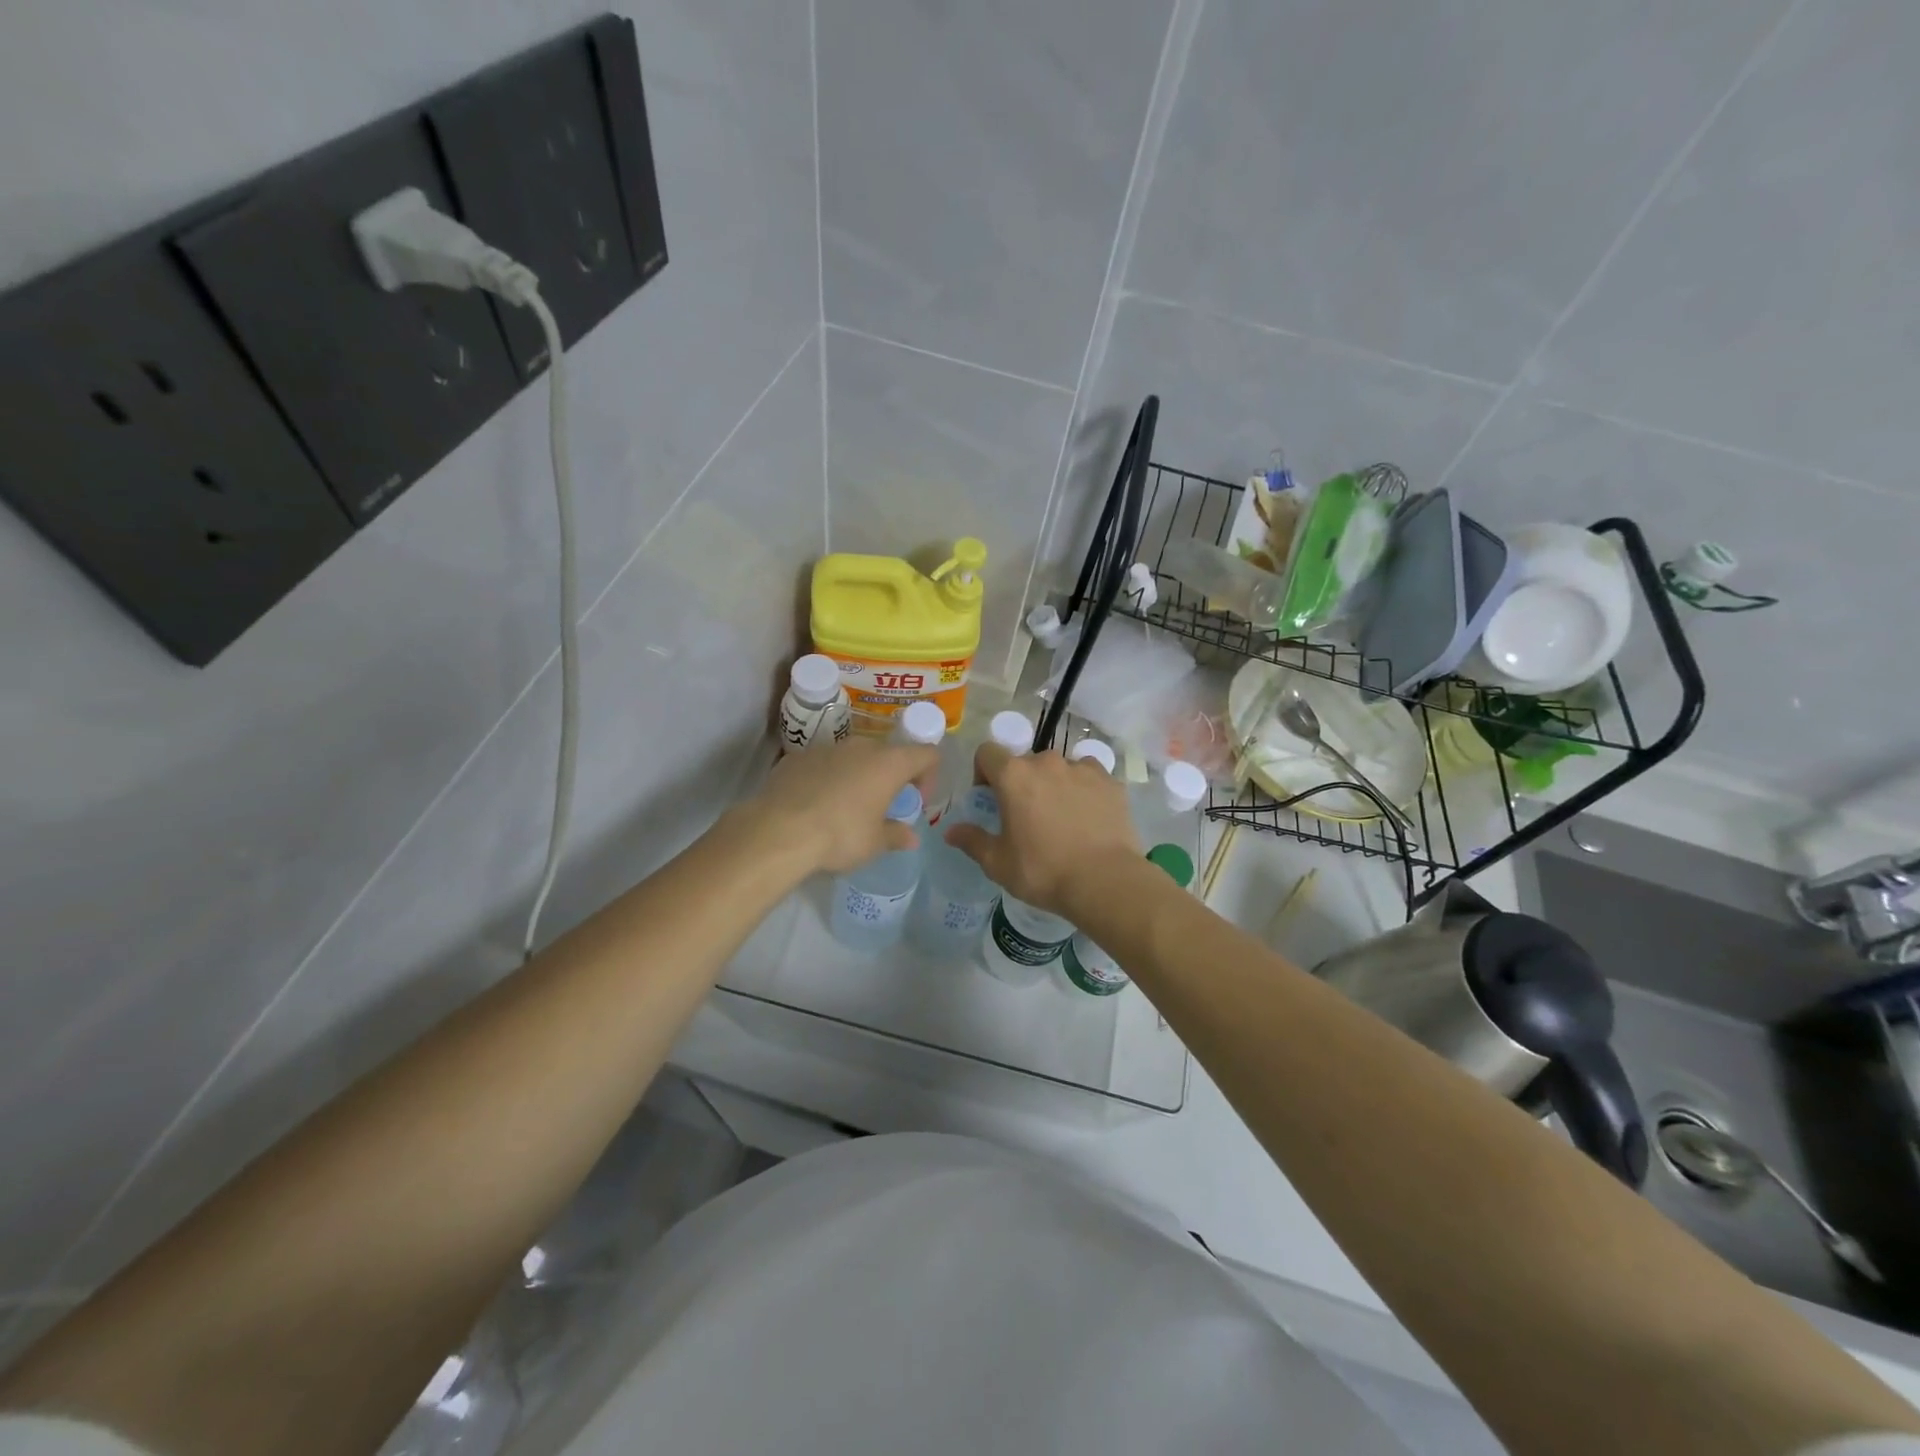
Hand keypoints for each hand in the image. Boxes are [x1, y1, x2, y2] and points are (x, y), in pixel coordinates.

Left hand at [735, 738, 939, 876]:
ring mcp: (826, 748)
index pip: (926, 754)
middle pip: (888, 753)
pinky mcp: (797, 757)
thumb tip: (911, 837)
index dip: (929, 775)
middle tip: (882, 805)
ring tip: (846, 807)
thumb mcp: (874, 843)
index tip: (916, 801)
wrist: (779, 831)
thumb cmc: (840, 835)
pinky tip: (815, 805)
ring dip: (857, 776)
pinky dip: (826, 779)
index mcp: (889, 763)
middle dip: (890, 776)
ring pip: (853, 757)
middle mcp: (861, 747)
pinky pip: (822, 764)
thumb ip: (896, 835)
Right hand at [944, 743, 1139, 915]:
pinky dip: (1083, 789)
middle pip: (1025, 762)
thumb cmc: (1044, 871)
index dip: (983, 772)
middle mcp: (1047, 762)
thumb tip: (951, 831)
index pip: (987, 752)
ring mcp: (1082, 768)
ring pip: (1059, 768)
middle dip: (1021, 782)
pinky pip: (1089, 776)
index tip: (990, 799)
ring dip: (1053, 784)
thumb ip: (972, 841)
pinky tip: (1087, 816)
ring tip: (1061, 817)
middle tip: (1026, 816)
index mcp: (1014, 776)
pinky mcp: (1110, 781)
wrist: (1105, 881)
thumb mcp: (998, 863)